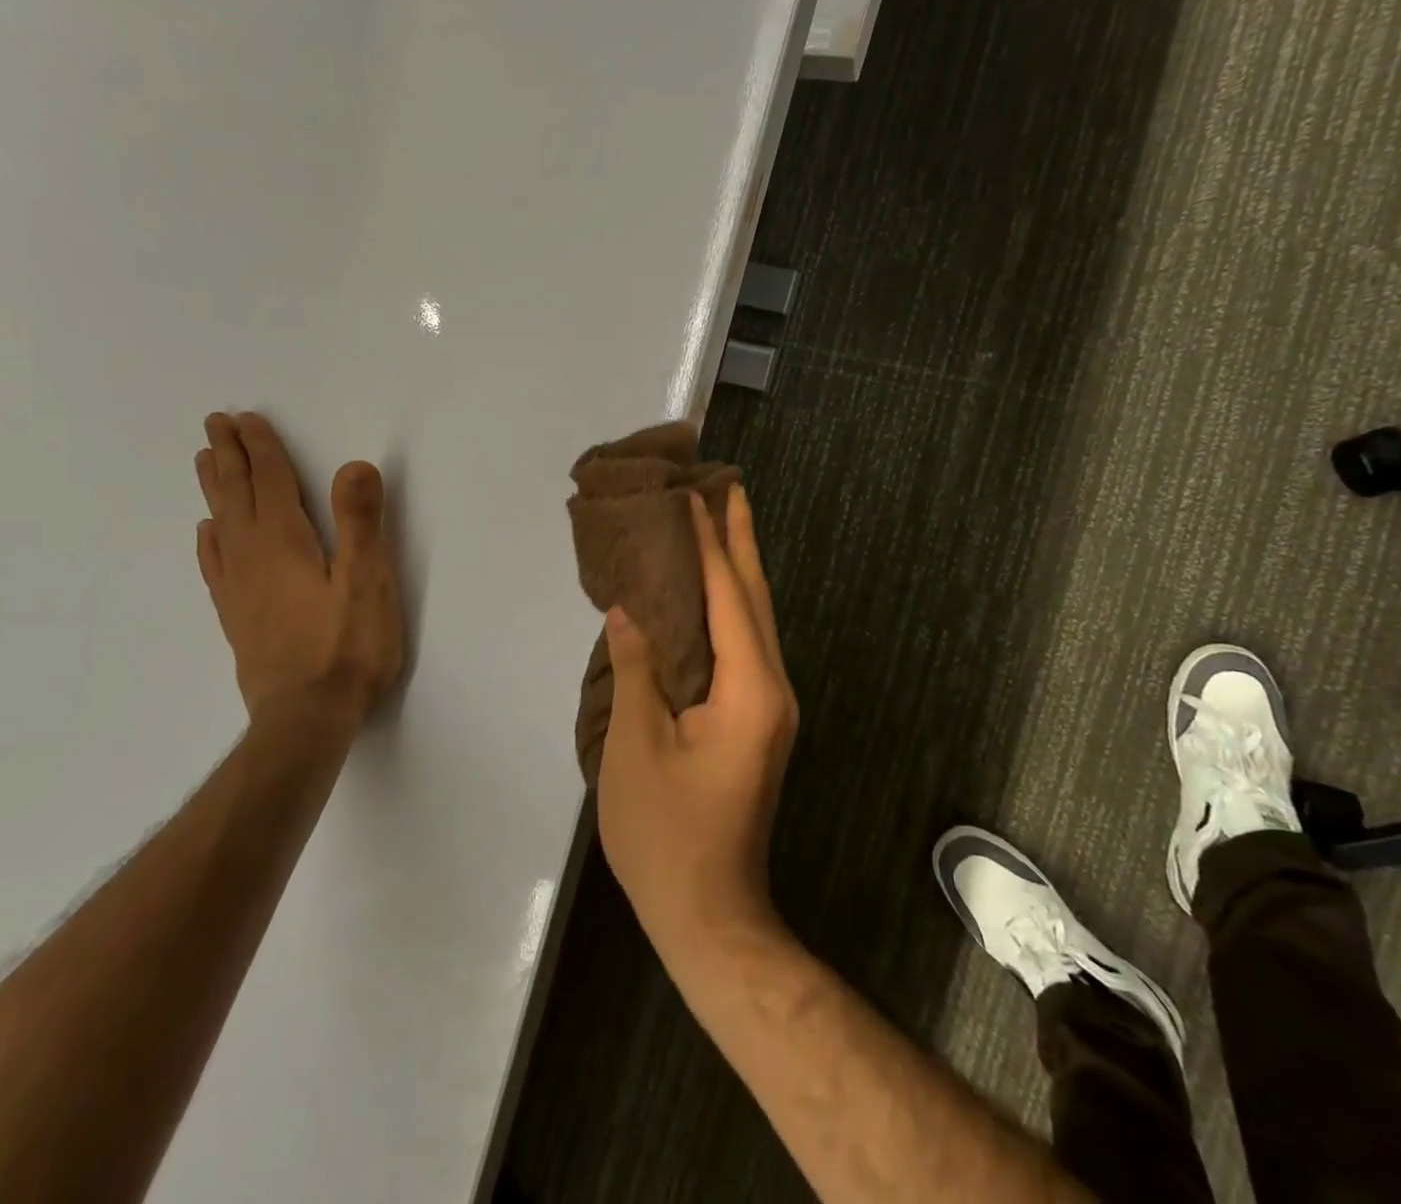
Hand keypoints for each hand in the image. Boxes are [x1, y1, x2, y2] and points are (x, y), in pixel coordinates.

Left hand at [195, 412, 403, 745]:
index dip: (261, 448)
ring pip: (221, 524)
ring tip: (205, 462)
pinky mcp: (237, 617)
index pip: (270, 482)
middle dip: (229, 457)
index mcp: (285, 543)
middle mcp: (253, 558)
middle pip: (237, 496)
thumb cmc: (347, 648)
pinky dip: (209, 541)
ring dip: (215, 489)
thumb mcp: (367, 582)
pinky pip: (215, 565)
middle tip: (215, 424)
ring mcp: (239, 589)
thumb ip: (360, 522)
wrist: (306, 718)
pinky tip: (206, 534)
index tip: (246, 418)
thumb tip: (353, 465)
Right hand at [597, 485, 798, 972]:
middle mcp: (772, 688)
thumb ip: (636, 669)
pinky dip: (730, 607)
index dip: (709, 544)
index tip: (694, 496)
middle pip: (755, 598)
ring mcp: (770, 707)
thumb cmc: (666, 834)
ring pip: (756, 620)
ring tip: (721, 524)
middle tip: (729, 487)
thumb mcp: (636, 746)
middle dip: (742, 540)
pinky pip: (746, 646)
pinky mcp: (758, 721)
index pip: (728, 597)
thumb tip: (628, 612)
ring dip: (738, 569)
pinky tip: (712, 594)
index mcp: (749, 689)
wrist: (709, 914)